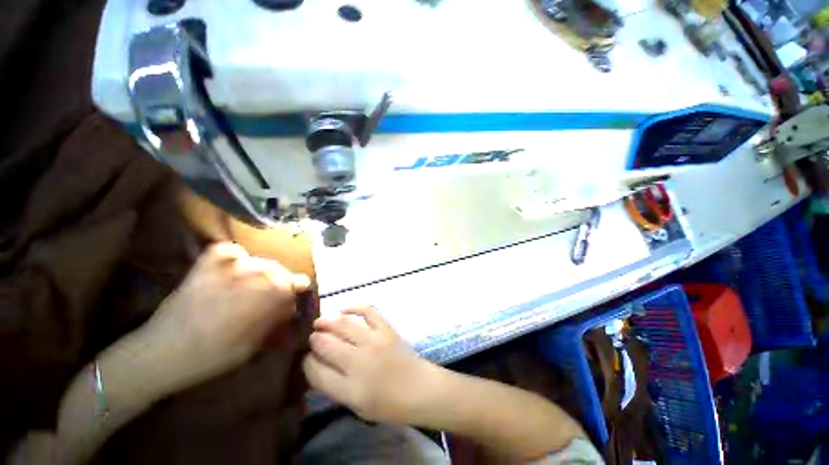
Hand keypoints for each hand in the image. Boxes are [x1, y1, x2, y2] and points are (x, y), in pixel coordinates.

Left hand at [138, 242, 310, 391]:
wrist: (164, 353)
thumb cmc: (216, 355)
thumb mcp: (257, 343)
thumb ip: (277, 319)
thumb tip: (290, 306)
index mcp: (272, 293)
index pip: (298, 282)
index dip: (297, 290)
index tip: (293, 298)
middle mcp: (257, 273)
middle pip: (279, 270)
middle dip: (280, 282)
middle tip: (269, 297)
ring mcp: (231, 266)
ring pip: (258, 261)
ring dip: (260, 272)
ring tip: (250, 286)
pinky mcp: (207, 265)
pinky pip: (229, 250)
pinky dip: (234, 256)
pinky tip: (234, 267)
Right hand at [303, 307, 439, 423]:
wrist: (420, 388)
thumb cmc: (389, 404)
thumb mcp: (357, 406)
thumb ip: (336, 387)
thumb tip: (319, 366)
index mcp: (350, 390)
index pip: (317, 372)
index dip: (307, 363)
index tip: (306, 358)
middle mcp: (359, 362)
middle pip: (327, 345)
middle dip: (315, 340)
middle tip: (312, 338)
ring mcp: (374, 342)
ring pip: (344, 325)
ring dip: (327, 321)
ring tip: (319, 322)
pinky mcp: (386, 329)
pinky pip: (368, 312)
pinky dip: (354, 307)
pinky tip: (344, 309)